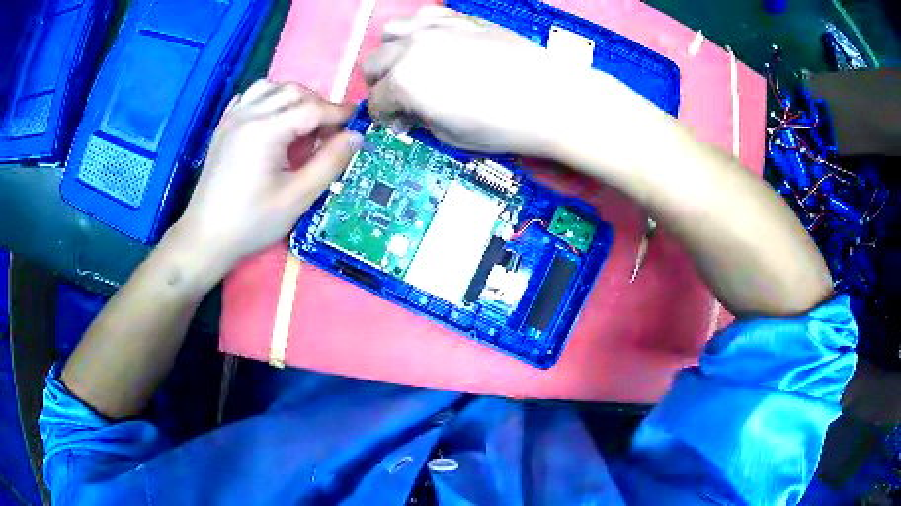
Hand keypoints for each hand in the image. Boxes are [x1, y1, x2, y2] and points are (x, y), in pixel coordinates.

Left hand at [173, 80, 360, 275]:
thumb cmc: (251, 222)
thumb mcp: (297, 198)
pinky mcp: (223, 127)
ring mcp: (232, 118)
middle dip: (318, 105)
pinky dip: (268, 100)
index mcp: (266, 130)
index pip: (313, 108)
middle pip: (293, 91)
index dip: (339, 114)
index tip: (358, 124)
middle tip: (329, 133)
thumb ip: (329, 163)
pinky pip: (249, 97)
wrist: (205, 238)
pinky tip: (273, 122)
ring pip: (271, 88)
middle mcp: (248, 114)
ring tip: (301, 125)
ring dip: (293, 99)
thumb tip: (356, 136)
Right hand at [364, 7, 628, 156]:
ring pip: (391, 31)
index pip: (376, 102)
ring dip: (393, 51)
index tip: (400, 124)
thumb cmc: (501, 126)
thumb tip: (411, 110)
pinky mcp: (460, 18)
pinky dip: (420, 30)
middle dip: (381, 84)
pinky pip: (424, 15)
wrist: (551, 97)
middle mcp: (411, 49)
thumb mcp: (449, 136)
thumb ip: (419, 118)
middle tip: (403, 98)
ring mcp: (435, 27)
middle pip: (373, 63)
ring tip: (412, 64)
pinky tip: (436, 43)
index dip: (385, 118)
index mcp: (405, 83)